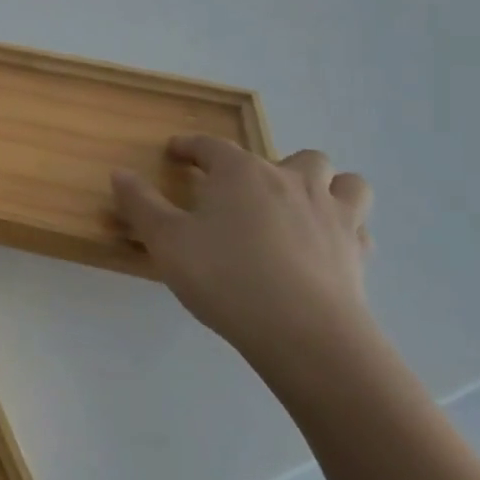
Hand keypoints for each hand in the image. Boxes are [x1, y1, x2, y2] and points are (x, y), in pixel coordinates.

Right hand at [112, 138, 374, 386]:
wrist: (305, 334)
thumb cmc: (225, 277)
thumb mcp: (166, 241)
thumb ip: (140, 204)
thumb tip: (120, 173)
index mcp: (242, 173)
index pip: (211, 146)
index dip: (190, 146)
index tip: (175, 152)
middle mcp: (292, 181)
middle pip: (291, 155)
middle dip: (269, 166)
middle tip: (247, 192)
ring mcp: (333, 215)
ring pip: (344, 182)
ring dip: (325, 186)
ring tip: (301, 206)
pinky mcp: (359, 252)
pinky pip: (359, 226)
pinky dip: (344, 228)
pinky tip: (325, 246)